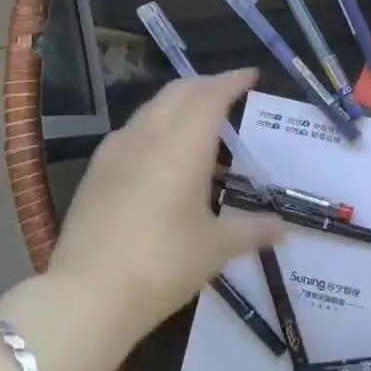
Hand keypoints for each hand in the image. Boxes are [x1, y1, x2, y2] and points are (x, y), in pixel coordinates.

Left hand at [43, 69, 284, 343]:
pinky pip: (131, 129)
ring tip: (198, 116)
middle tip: (229, 90)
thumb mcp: (215, 249)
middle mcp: (149, 136)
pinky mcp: (96, 169)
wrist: (87, 295)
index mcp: (183, 146)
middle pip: (179, 92)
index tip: (251, 75)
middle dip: (206, 84)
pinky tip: (158, 148)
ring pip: (152, 107)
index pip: (211, 96)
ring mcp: (116, 150)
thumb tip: (283, 229)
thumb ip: (252, 231)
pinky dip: (154, 123)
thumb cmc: (162, 266)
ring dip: (178, 101)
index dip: (232, 81)